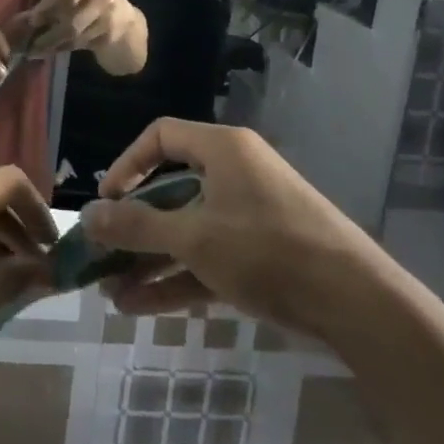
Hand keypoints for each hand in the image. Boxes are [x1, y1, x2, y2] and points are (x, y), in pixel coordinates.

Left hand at [13, 0, 133, 55]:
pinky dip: (62, 49)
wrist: (128, 25)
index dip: (47, 7)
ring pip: (74, 35)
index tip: (31, 20)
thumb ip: (51, 3)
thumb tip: (18, 19)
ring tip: (33, 51)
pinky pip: (81, 44)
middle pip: (71, 19)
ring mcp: (109, 18)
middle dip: (49, 33)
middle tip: (28, 43)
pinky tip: (49, 52)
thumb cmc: (92, 5)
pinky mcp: (110, 37)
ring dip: (51, 45)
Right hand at [81, 119, 378, 337]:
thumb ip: (137, 226)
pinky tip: (138, 307)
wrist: (356, 303)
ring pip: (186, 231)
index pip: (161, 136)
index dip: (127, 164)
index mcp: (223, 150)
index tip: (107, 201)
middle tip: (101, 254)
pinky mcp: (260, 255)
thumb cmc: (267, 250)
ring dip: (148, 260)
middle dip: (133, 227)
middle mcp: (234, 175)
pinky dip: (175, 278)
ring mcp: (249, 217)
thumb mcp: (194, 237)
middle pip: (170, 190)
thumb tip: (87, 214)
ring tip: (109, 292)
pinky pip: (207, 258)